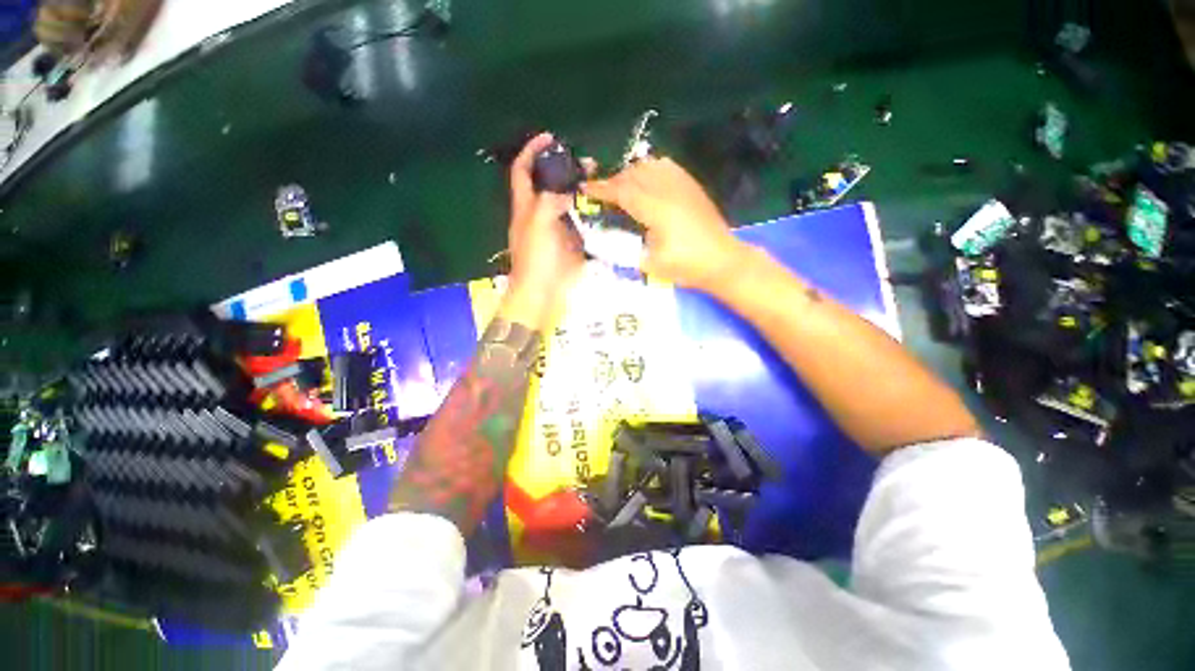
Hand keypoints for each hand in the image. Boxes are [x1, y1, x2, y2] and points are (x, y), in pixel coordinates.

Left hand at [499, 133, 585, 329]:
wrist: (544, 293)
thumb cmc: (537, 259)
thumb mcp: (539, 224)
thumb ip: (551, 200)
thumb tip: (569, 188)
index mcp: (525, 206)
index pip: (523, 170)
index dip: (532, 150)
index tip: (551, 137)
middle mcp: (540, 213)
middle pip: (550, 183)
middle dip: (565, 169)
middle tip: (590, 163)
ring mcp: (558, 228)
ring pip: (568, 202)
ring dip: (582, 190)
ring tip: (601, 181)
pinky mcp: (572, 243)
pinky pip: (582, 222)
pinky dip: (591, 213)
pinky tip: (606, 207)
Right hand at [582, 157, 748, 290]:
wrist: (723, 260)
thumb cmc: (687, 266)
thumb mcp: (651, 264)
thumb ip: (627, 248)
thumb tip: (609, 237)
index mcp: (655, 210)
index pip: (622, 192)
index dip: (602, 189)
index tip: (585, 189)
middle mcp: (667, 190)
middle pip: (633, 175)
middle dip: (613, 181)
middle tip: (601, 192)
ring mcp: (682, 185)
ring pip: (649, 166)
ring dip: (631, 173)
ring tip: (622, 187)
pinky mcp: (692, 186)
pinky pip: (667, 166)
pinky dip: (650, 168)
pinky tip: (647, 178)